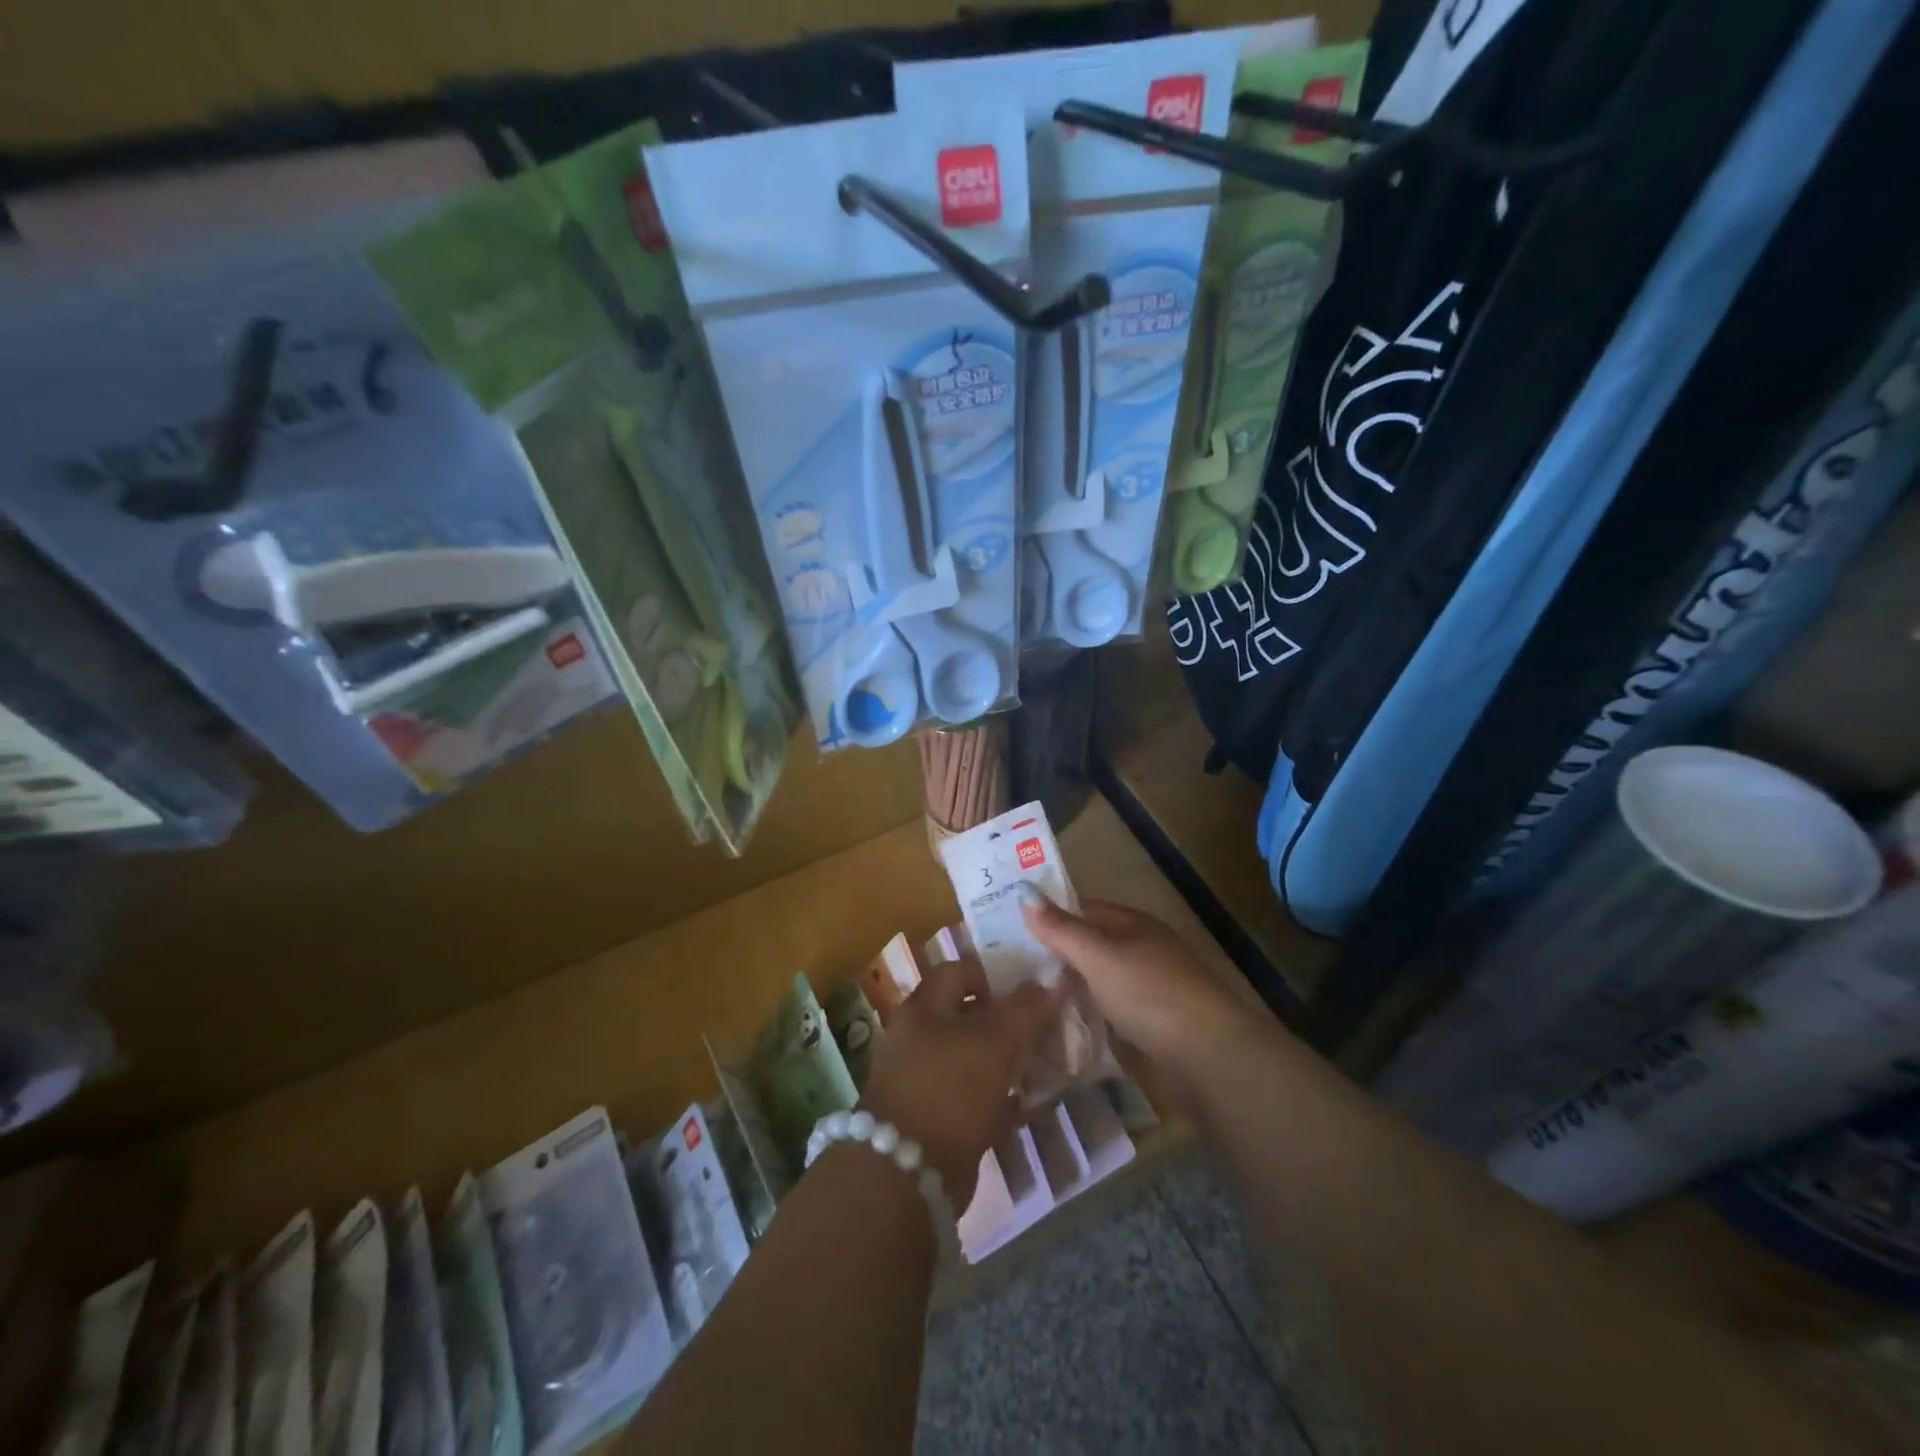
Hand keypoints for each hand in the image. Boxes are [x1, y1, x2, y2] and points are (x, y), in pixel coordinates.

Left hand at [858, 958, 1060, 1208]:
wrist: (909, 1172)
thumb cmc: (951, 1088)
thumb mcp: (995, 1041)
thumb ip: (1026, 1010)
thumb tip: (1052, 982)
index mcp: (924, 1007)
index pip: (960, 970)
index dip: (995, 975)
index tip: (1030, 992)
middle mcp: (919, 1037)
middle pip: (969, 1016)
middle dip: (1008, 1021)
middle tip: (1046, 1029)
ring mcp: (925, 1079)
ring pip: (974, 1058)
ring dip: (1008, 1061)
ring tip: (1045, 1065)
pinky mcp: (936, 1118)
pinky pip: (974, 1098)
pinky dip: (1000, 1099)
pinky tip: (1030, 1105)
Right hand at [1021, 897, 1261, 1108]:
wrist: (1207, 1056)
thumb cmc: (1150, 993)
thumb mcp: (1099, 956)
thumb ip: (1061, 929)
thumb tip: (1023, 891)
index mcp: (1134, 924)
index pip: (1084, 909)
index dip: (1050, 914)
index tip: (1010, 926)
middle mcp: (1142, 951)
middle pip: (1091, 946)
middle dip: (1055, 955)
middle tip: (1006, 966)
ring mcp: (1148, 990)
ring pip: (1098, 982)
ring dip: (1069, 988)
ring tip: (1023, 998)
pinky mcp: (1150, 1027)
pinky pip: (1108, 1013)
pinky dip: (1086, 1016)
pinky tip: (1058, 1027)